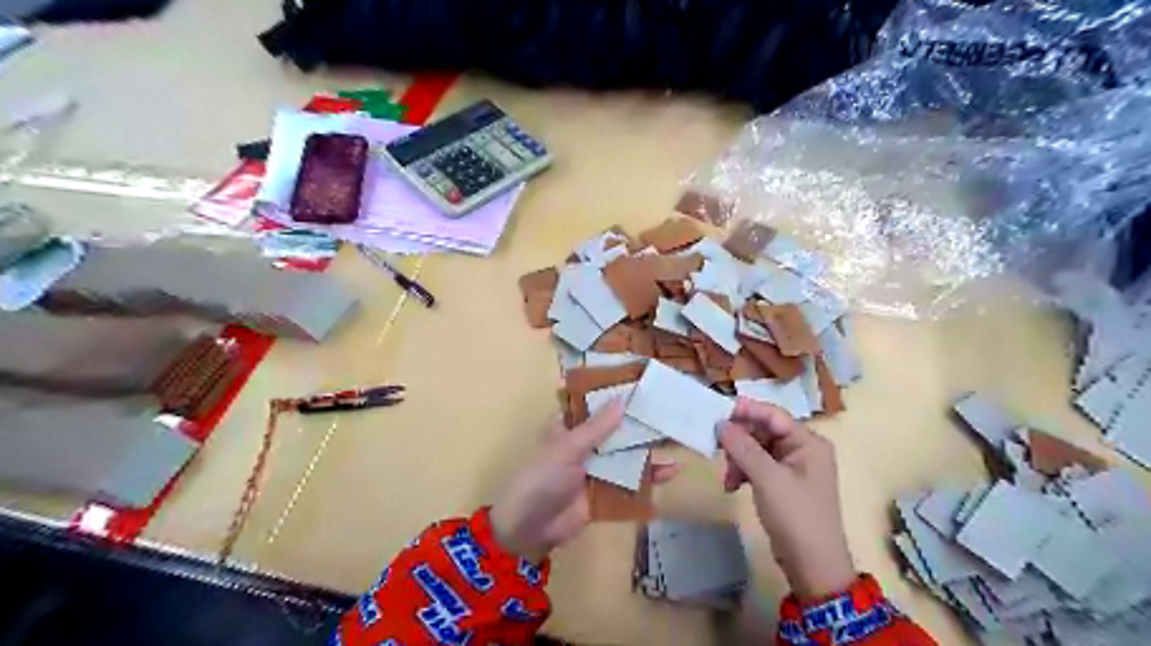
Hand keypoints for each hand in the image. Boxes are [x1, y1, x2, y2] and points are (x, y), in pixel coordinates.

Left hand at [489, 402, 675, 561]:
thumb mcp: (568, 448)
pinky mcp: (606, 493)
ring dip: (649, 450)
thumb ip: (597, 427)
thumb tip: (623, 399)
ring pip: (627, 455)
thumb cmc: (543, 477)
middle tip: (672, 413)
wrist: (530, 528)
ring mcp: (596, 469)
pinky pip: (631, 482)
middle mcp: (585, 444)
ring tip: (678, 440)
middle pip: (616, 430)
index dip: (617, 395)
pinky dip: (649, 477)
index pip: (596, 404)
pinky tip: (671, 472)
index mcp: (569, 427)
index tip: (645, 385)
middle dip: (641, 424)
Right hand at [718, 400, 851, 600]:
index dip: (746, 411)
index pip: (773, 415)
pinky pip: (758, 466)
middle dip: (739, 441)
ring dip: (738, 459)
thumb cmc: (795, 516)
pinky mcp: (783, 483)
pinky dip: (743, 472)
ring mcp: (793, 467)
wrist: (813, 566)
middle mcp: (802, 449)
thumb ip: (743, 447)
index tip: (717, 411)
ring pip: (756, 449)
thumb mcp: (767, 478)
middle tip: (717, 450)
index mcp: (808, 442)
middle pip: (763, 431)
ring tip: (728, 478)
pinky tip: (732, 486)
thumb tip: (721, 424)